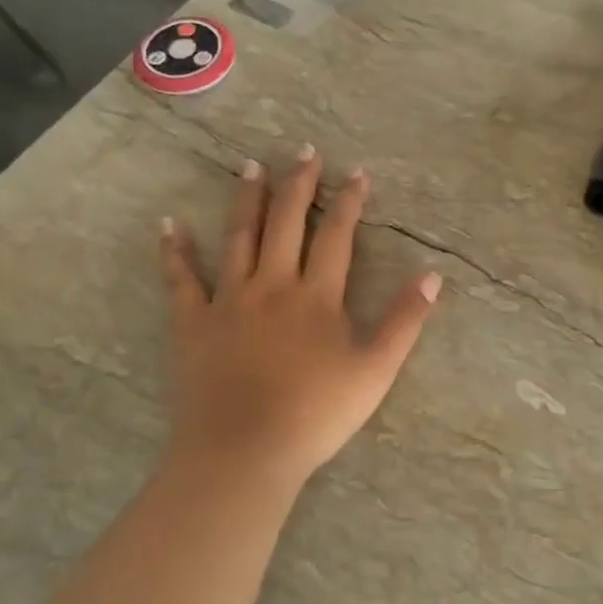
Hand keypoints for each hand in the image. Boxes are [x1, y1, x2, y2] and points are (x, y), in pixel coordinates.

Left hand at [160, 145, 441, 489]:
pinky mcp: (192, 323)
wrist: (245, 451)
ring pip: (239, 238)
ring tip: (250, 166)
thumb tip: (432, 275)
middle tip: (303, 152)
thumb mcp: (375, 370)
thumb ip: (404, 321)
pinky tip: (170, 225)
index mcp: (317, 296)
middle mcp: (273, 285)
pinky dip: (175, 251)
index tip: (356, 173)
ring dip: (246, 199)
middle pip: (287, 223)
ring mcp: (228, 301)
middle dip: (298, 185)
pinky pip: (181, 280)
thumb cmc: (317, 414)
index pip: (337, 237)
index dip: (349, 202)